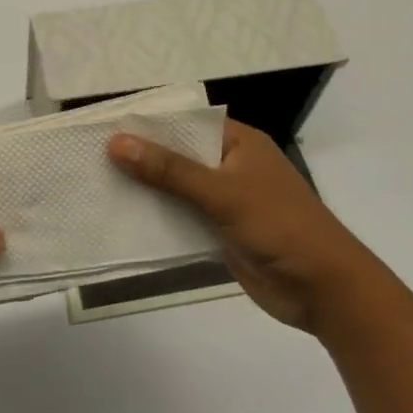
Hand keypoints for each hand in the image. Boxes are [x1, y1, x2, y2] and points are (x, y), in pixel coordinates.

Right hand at [108, 120, 370, 332]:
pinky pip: (181, 218)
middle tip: (89, 155)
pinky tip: (121, 218)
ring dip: (145, 189)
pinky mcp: (219, 232)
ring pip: (176, 188)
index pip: (186, 122)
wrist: (323, 290)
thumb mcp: (223, 193)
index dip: (148, 123)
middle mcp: (230, 166)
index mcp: (239, 142)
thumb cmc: (280, 227)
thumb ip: (170, 170)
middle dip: (140, 157)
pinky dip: (156, 218)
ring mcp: (225, 200)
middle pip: (177, 155)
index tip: (104, 125)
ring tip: (95, 183)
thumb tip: (117, 143)